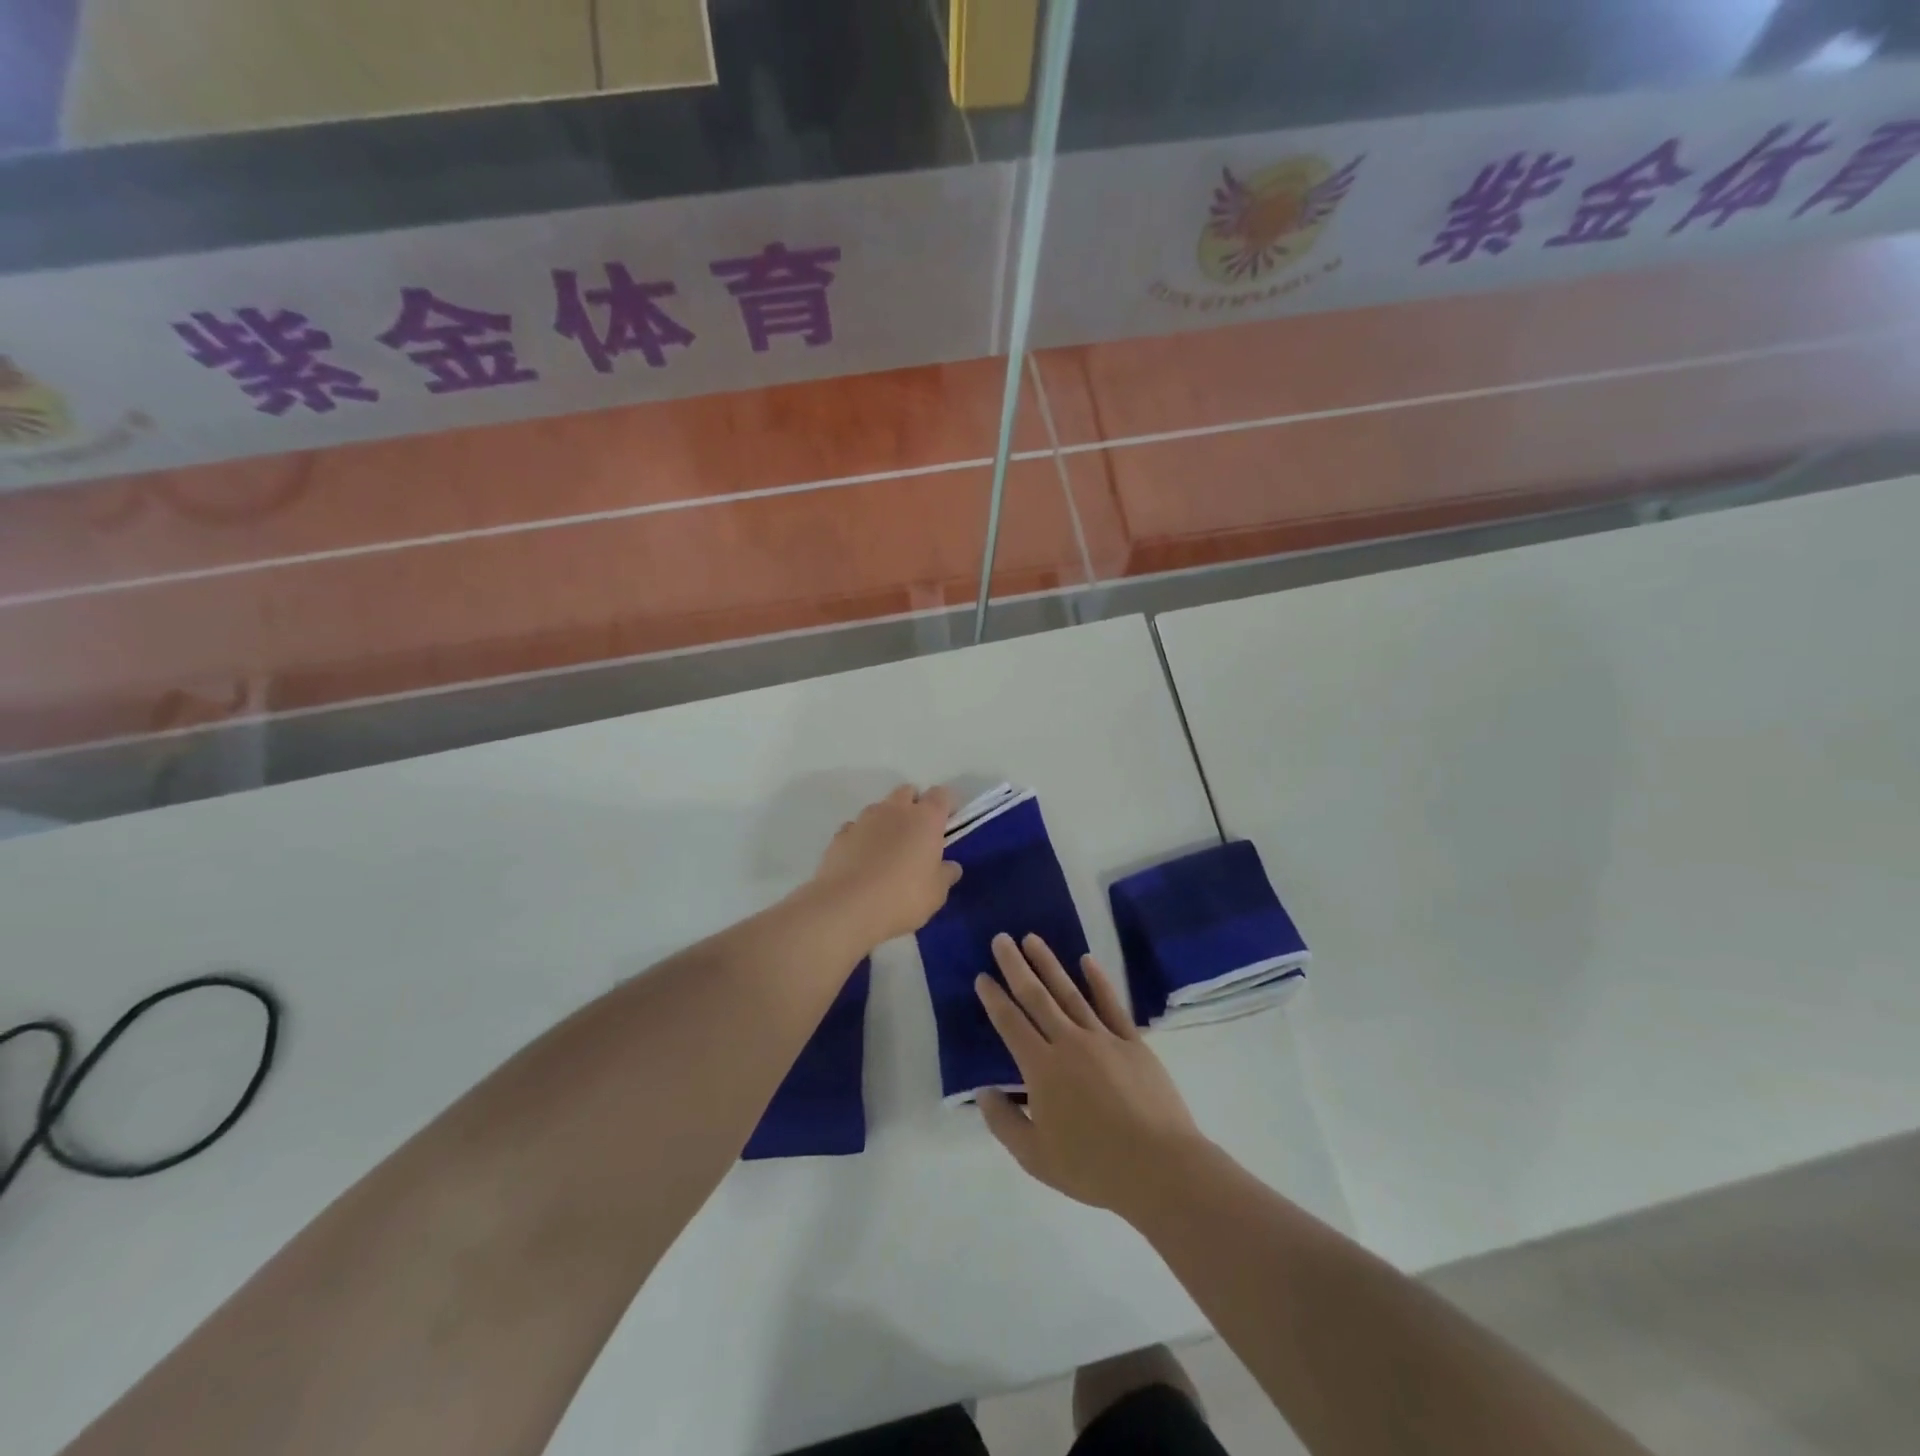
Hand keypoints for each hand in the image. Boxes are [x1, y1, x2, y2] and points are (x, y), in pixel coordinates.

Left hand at [808, 785, 960, 947]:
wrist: (846, 907)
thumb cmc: (902, 897)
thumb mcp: (936, 893)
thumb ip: (945, 875)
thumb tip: (951, 866)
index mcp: (926, 819)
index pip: (941, 795)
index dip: (946, 805)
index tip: (947, 823)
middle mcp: (895, 810)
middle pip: (908, 792)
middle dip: (914, 805)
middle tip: (918, 835)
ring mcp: (864, 819)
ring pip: (880, 808)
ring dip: (887, 821)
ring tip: (888, 850)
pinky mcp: (840, 835)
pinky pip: (856, 827)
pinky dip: (862, 837)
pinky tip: (862, 860)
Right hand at [974, 934, 1204, 1216]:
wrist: (1159, 1167)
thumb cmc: (1093, 1167)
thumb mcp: (1035, 1157)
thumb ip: (1004, 1122)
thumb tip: (983, 1091)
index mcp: (1042, 1068)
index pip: (1011, 1024)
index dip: (994, 999)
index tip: (983, 976)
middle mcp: (1069, 1042)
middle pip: (1036, 997)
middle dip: (1016, 966)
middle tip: (1001, 939)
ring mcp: (1103, 1038)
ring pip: (1070, 992)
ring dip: (1049, 964)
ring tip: (1032, 939)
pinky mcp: (1133, 1043)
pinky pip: (1111, 1004)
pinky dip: (1098, 981)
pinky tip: (1087, 961)